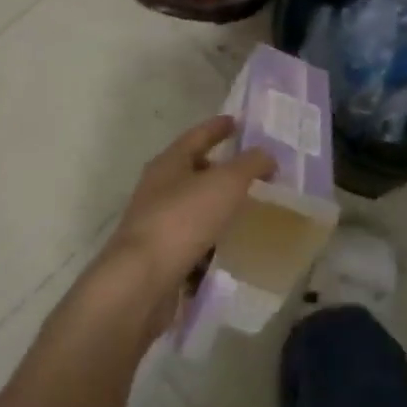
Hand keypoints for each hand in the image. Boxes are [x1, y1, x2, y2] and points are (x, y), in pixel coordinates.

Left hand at [96, 116, 274, 332]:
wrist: (139, 285)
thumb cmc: (182, 221)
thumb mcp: (226, 183)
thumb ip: (251, 164)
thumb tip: (267, 157)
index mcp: (169, 163)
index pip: (197, 136)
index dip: (217, 127)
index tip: (236, 122)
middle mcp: (158, 190)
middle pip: (193, 172)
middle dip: (220, 170)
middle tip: (251, 172)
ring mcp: (156, 226)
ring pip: (193, 209)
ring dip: (217, 209)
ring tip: (248, 212)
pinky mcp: (159, 260)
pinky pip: (192, 244)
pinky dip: (211, 244)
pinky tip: (231, 250)